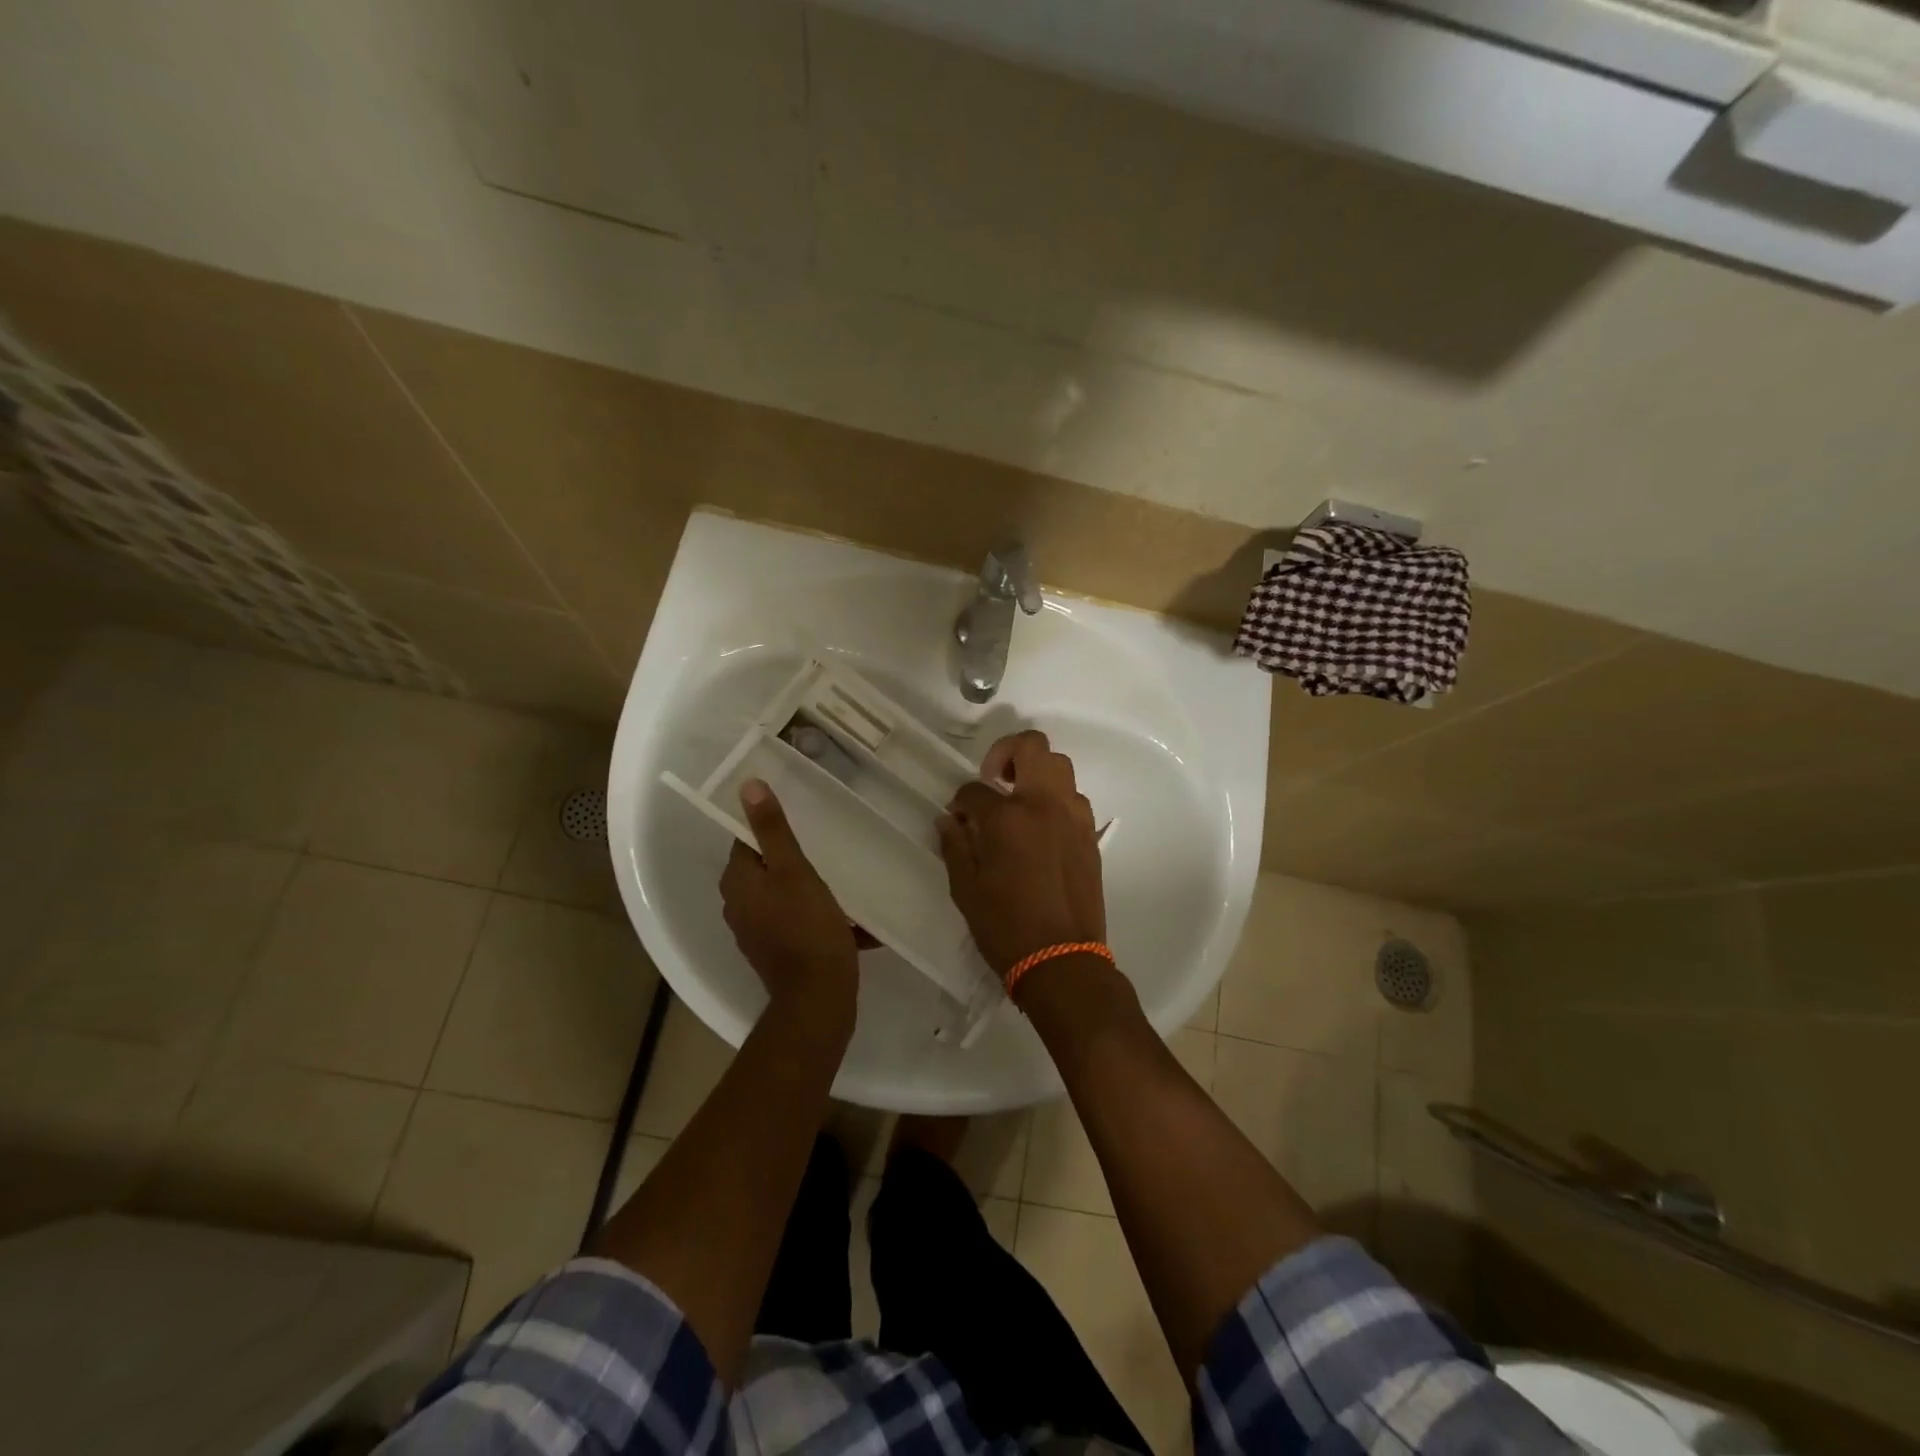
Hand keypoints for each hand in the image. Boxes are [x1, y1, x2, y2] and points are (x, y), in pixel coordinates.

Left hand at [720, 780, 858, 1020]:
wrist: (819, 998)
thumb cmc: (807, 927)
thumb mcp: (794, 871)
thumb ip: (773, 830)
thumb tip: (748, 786)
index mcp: (738, 884)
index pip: (747, 841)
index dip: (771, 828)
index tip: (802, 819)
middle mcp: (740, 907)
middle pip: (766, 869)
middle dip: (794, 858)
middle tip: (827, 845)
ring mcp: (758, 933)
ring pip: (783, 896)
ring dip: (809, 887)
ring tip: (841, 878)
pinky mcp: (778, 952)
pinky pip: (797, 922)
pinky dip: (818, 916)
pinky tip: (848, 916)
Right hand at [937, 730, 1105, 976]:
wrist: (1062, 960)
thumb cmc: (1005, 927)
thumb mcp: (966, 889)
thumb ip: (955, 846)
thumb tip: (949, 820)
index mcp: (1008, 817)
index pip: (976, 789)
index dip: (961, 800)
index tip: (958, 816)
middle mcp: (1044, 805)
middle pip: (1032, 746)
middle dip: (1007, 752)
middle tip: (994, 780)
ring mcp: (1074, 817)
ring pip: (1060, 767)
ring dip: (1036, 774)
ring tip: (1019, 803)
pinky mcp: (1090, 835)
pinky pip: (1074, 799)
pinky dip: (1056, 800)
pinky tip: (1041, 829)